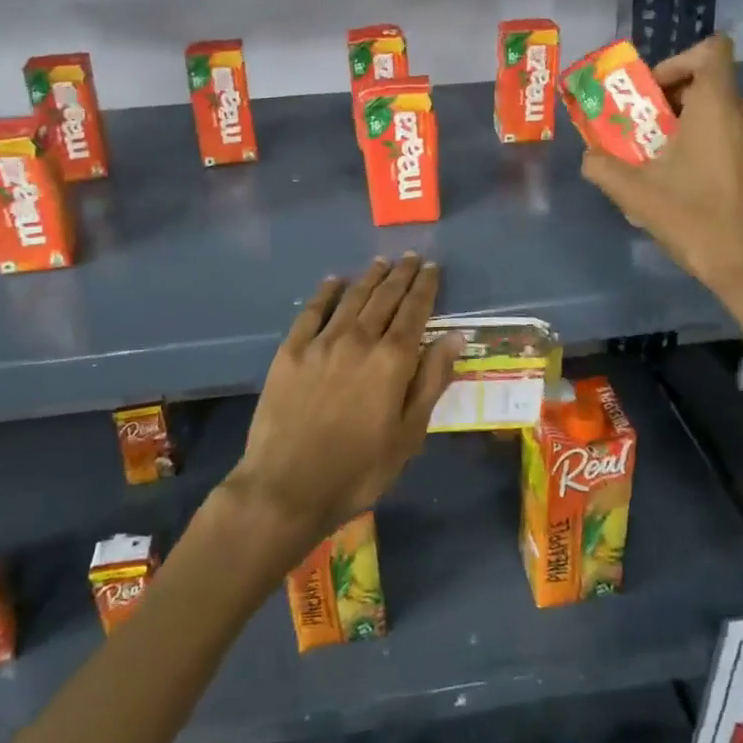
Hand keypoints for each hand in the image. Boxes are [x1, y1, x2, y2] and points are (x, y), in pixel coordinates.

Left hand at [225, 255, 462, 548]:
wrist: (287, 486)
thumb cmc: (359, 469)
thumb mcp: (409, 435)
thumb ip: (431, 381)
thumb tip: (454, 336)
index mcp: (392, 360)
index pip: (415, 311)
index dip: (425, 286)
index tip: (433, 267)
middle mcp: (359, 339)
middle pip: (384, 297)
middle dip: (401, 274)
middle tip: (411, 257)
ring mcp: (322, 342)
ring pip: (352, 298)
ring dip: (369, 277)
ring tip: (381, 262)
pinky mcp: (291, 350)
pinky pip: (313, 311)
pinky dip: (326, 292)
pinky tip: (334, 281)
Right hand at [579, 35, 742, 331]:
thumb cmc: (696, 218)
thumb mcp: (636, 193)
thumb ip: (603, 167)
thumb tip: (589, 156)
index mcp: (716, 107)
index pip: (712, 50)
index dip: (677, 60)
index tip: (650, 91)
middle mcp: (741, 114)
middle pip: (706, 81)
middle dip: (666, 97)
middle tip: (637, 126)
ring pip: (714, 111)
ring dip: (680, 122)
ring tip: (650, 154)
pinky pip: (723, 135)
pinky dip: (697, 142)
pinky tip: (674, 180)